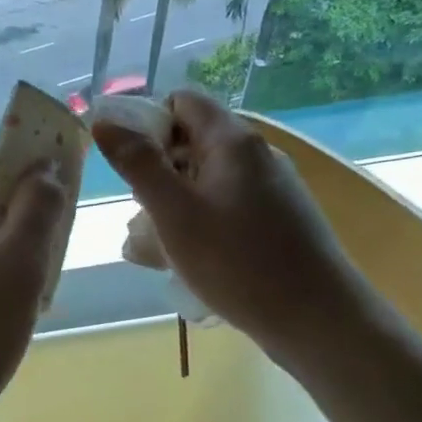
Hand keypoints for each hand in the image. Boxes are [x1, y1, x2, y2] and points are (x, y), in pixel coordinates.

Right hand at [91, 91, 371, 359]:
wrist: (317, 320)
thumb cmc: (237, 262)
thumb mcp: (174, 212)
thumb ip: (138, 164)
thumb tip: (104, 121)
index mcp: (233, 141)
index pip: (182, 102)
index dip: (147, 122)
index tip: (127, 165)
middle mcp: (256, 154)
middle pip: (192, 140)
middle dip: (155, 170)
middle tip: (138, 212)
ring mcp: (271, 188)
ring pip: (205, 177)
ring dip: (172, 201)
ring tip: (151, 246)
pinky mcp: (277, 219)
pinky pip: (224, 204)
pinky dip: (198, 220)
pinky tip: (186, 258)